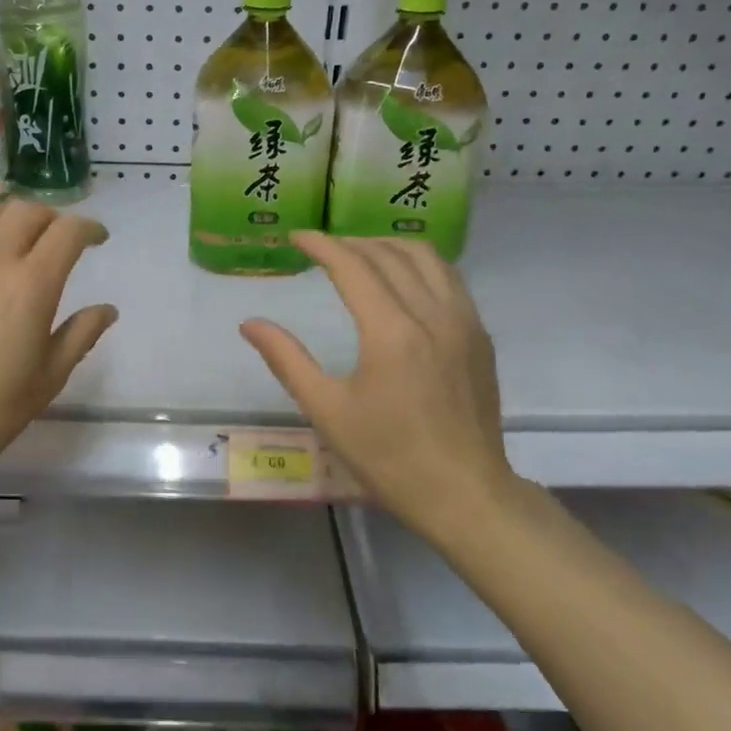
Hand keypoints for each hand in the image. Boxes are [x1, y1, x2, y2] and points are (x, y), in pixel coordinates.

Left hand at [0, 197, 116, 496]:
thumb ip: (82, 334)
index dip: (89, 228)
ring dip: (12, 218)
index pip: (68, 231)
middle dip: (53, 219)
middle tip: (60, 242)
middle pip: (28, 211)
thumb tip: (107, 309)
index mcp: (31, 285)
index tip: (98, 239)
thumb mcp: (50, 377)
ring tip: (18, 241)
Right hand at [239, 232, 518, 538]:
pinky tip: (404, 280)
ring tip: (361, 254)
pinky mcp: (480, 336)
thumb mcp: (327, 410)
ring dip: (389, 246)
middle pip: (390, 254)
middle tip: (323, 248)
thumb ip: (287, 360)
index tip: (297, 237)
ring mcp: (464, 323)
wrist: (464, 493)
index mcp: (391, 332)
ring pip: (428, 258)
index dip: (322, 245)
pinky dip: (420, 265)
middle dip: (352, 242)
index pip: (353, 266)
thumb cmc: (388, 456)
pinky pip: (450, 279)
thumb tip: (250, 324)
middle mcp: (432, 314)